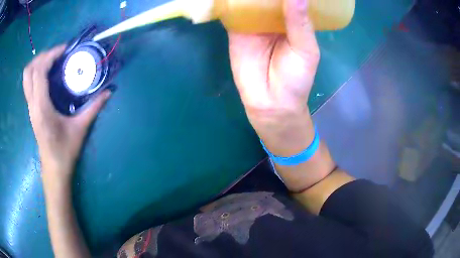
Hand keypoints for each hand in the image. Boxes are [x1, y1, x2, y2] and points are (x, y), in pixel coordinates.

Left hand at [23, 45, 110, 183]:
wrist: (54, 169)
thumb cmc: (65, 151)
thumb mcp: (80, 129)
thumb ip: (93, 107)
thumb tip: (109, 91)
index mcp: (41, 107)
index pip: (39, 71)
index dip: (51, 55)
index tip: (65, 50)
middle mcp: (32, 104)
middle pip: (29, 71)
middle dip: (42, 56)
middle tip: (57, 55)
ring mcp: (30, 107)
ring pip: (26, 77)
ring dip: (37, 63)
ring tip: (52, 61)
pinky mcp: (31, 109)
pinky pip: (29, 84)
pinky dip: (37, 73)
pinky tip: (48, 76)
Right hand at [228, 0, 319, 155]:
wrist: (270, 103)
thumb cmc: (296, 79)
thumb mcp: (305, 49)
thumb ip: (299, 22)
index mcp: (295, 20)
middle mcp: (274, 17)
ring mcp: (254, 22)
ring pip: (250, 0)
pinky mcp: (236, 29)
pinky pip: (233, 11)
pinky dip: (230, 1)